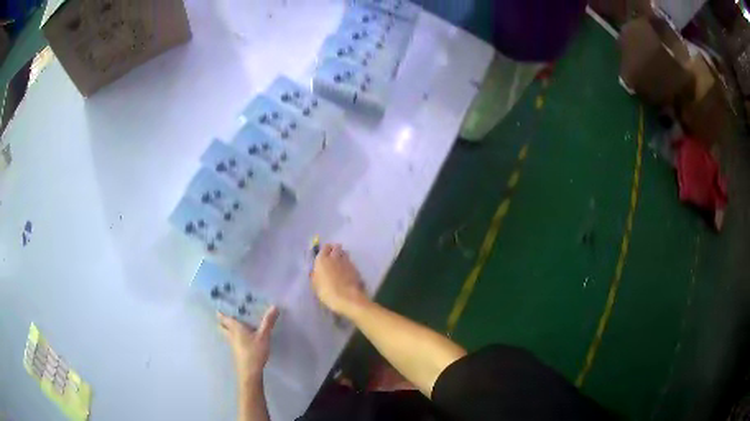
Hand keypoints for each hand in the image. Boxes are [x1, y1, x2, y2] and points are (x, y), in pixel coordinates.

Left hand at [218, 306, 278, 382]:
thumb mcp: (264, 336)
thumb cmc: (254, 351)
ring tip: (236, 323)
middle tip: (227, 314)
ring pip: (227, 333)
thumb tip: (274, 306)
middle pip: (222, 326)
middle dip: (223, 320)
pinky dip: (235, 336)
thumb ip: (268, 322)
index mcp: (235, 328)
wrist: (250, 372)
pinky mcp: (237, 352)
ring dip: (229, 328)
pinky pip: (233, 340)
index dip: (220, 312)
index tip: (219, 305)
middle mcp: (231, 335)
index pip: (224, 318)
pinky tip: (244, 337)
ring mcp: (233, 344)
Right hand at [311, 244, 369, 316]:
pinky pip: (351, 262)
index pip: (325, 247)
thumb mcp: (315, 285)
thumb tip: (315, 271)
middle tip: (333, 258)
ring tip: (340, 265)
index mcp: (322, 259)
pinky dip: (349, 265)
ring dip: (342, 256)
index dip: (325, 250)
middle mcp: (335, 257)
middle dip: (335, 250)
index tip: (324, 255)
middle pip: (336, 247)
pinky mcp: (356, 268)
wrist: (347, 298)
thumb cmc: (327, 292)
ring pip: (345, 253)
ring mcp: (347, 262)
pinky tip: (347, 273)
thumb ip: (315, 275)